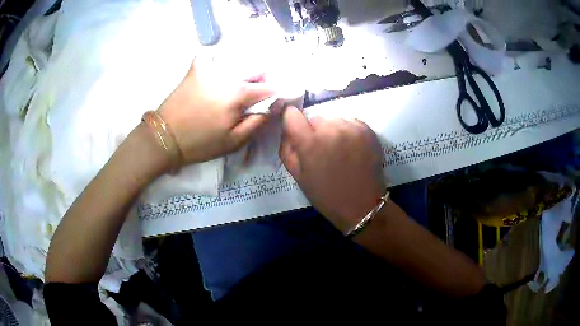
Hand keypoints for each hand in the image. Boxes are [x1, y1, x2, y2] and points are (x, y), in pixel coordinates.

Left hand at [158, 61, 273, 164]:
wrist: (165, 137)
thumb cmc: (200, 143)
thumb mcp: (233, 142)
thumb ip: (257, 122)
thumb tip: (274, 106)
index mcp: (238, 95)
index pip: (267, 87)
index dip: (272, 94)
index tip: (268, 102)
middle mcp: (227, 76)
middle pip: (253, 71)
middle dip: (257, 81)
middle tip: (247, 97)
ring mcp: (209, 69)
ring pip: (235, 63)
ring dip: (239, 72)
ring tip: (230, 87)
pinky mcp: (195, 69)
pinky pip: (210, 57)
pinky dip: (214, 61)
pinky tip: (212, 72)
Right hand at [279, 106, 386, 232]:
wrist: (362, 205)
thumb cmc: (327, 195)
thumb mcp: (298, 176)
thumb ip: (287, 149)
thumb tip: (287, 130)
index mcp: (309, 143)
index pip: (292, 114)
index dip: (291, 121)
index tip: (296, 130)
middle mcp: (330, 129)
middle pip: (315, 118)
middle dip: (315, 131)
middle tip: (322, 151)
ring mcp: (351, 128)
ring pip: (334, 120)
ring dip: (333, 131)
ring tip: (340, 151)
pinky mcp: (366, 129)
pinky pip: (350, 122)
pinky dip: (348, 132)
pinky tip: (353, 149)